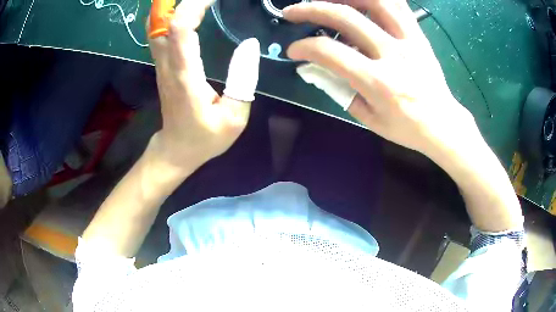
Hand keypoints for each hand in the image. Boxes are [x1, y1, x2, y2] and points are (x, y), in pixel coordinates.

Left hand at [148, 0, 259, 173]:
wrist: (176, 149)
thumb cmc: (205, 138)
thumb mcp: (234, 117)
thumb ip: (243, 80)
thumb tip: (249, 44)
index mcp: (185, 75)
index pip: (181, 28)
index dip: (194, 6)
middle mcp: (168, 64)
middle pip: (164, 22)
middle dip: (184, 2)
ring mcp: (162, 64)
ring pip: (157, 26)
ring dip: (172, 7)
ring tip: (199, 2)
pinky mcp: (162, 65)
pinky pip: (160, 34)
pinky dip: (170, 16)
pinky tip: (186, 11)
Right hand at [283, 0, 476, 156]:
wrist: (442, 123)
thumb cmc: (406, 127)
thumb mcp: (368, 118)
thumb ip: (340, 90)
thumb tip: (316, 68)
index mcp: (378, 82)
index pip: (330, 52)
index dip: (304, 47)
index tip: (294, 51)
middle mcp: (393, 53)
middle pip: (346, 16)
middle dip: (311, 9)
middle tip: (292, 12)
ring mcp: (408, 39)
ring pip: (374, 1)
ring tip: (326, 0)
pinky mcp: (418, 35)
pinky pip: (397, 5)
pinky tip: (359, 1)